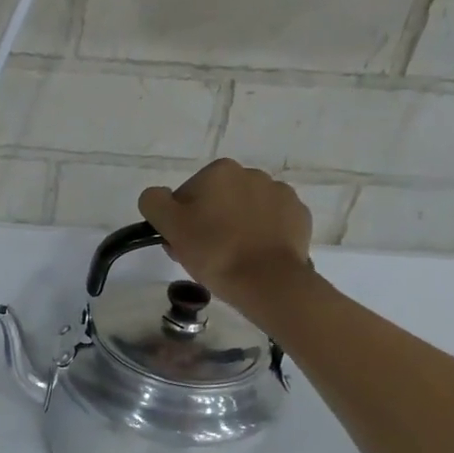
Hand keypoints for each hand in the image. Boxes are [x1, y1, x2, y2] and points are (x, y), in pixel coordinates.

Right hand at [138, 160, 312, 307]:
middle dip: (209, 222)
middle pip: (217, 200)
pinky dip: (261, 235)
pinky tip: (254, 256)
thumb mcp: (170, 226)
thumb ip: (154, 202)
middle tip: (204, 255)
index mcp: (219, 171)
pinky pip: (270, 223)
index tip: (183, 243)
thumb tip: (158, 196)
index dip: (180, 221)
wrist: (268, 281)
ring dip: (235, 227)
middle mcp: (252, 173)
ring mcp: (281, 194)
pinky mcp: (299, 216)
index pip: (186, 195)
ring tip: (232, 258)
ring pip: (244, 211)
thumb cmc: (214, 251)